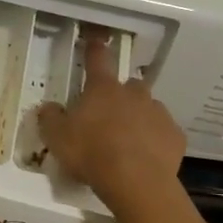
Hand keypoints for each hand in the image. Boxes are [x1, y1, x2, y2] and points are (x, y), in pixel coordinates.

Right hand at [37, 33, 184, 212]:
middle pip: (129, 85)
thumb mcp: (56, 137)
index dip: (94, 49)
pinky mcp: (174, 136)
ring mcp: (158, 113)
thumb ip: (49, 118)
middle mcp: (133, 94)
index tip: (94, 41)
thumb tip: (48, 107)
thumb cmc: (91, 153)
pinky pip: (163, 133)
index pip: (97, 59)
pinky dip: (155, 139)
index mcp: (102, 89)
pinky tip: (146, 156)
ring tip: (128, 139)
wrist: (136, 182)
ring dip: (139, 116)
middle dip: (120, 94)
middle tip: (109, 114)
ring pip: (148, 107)